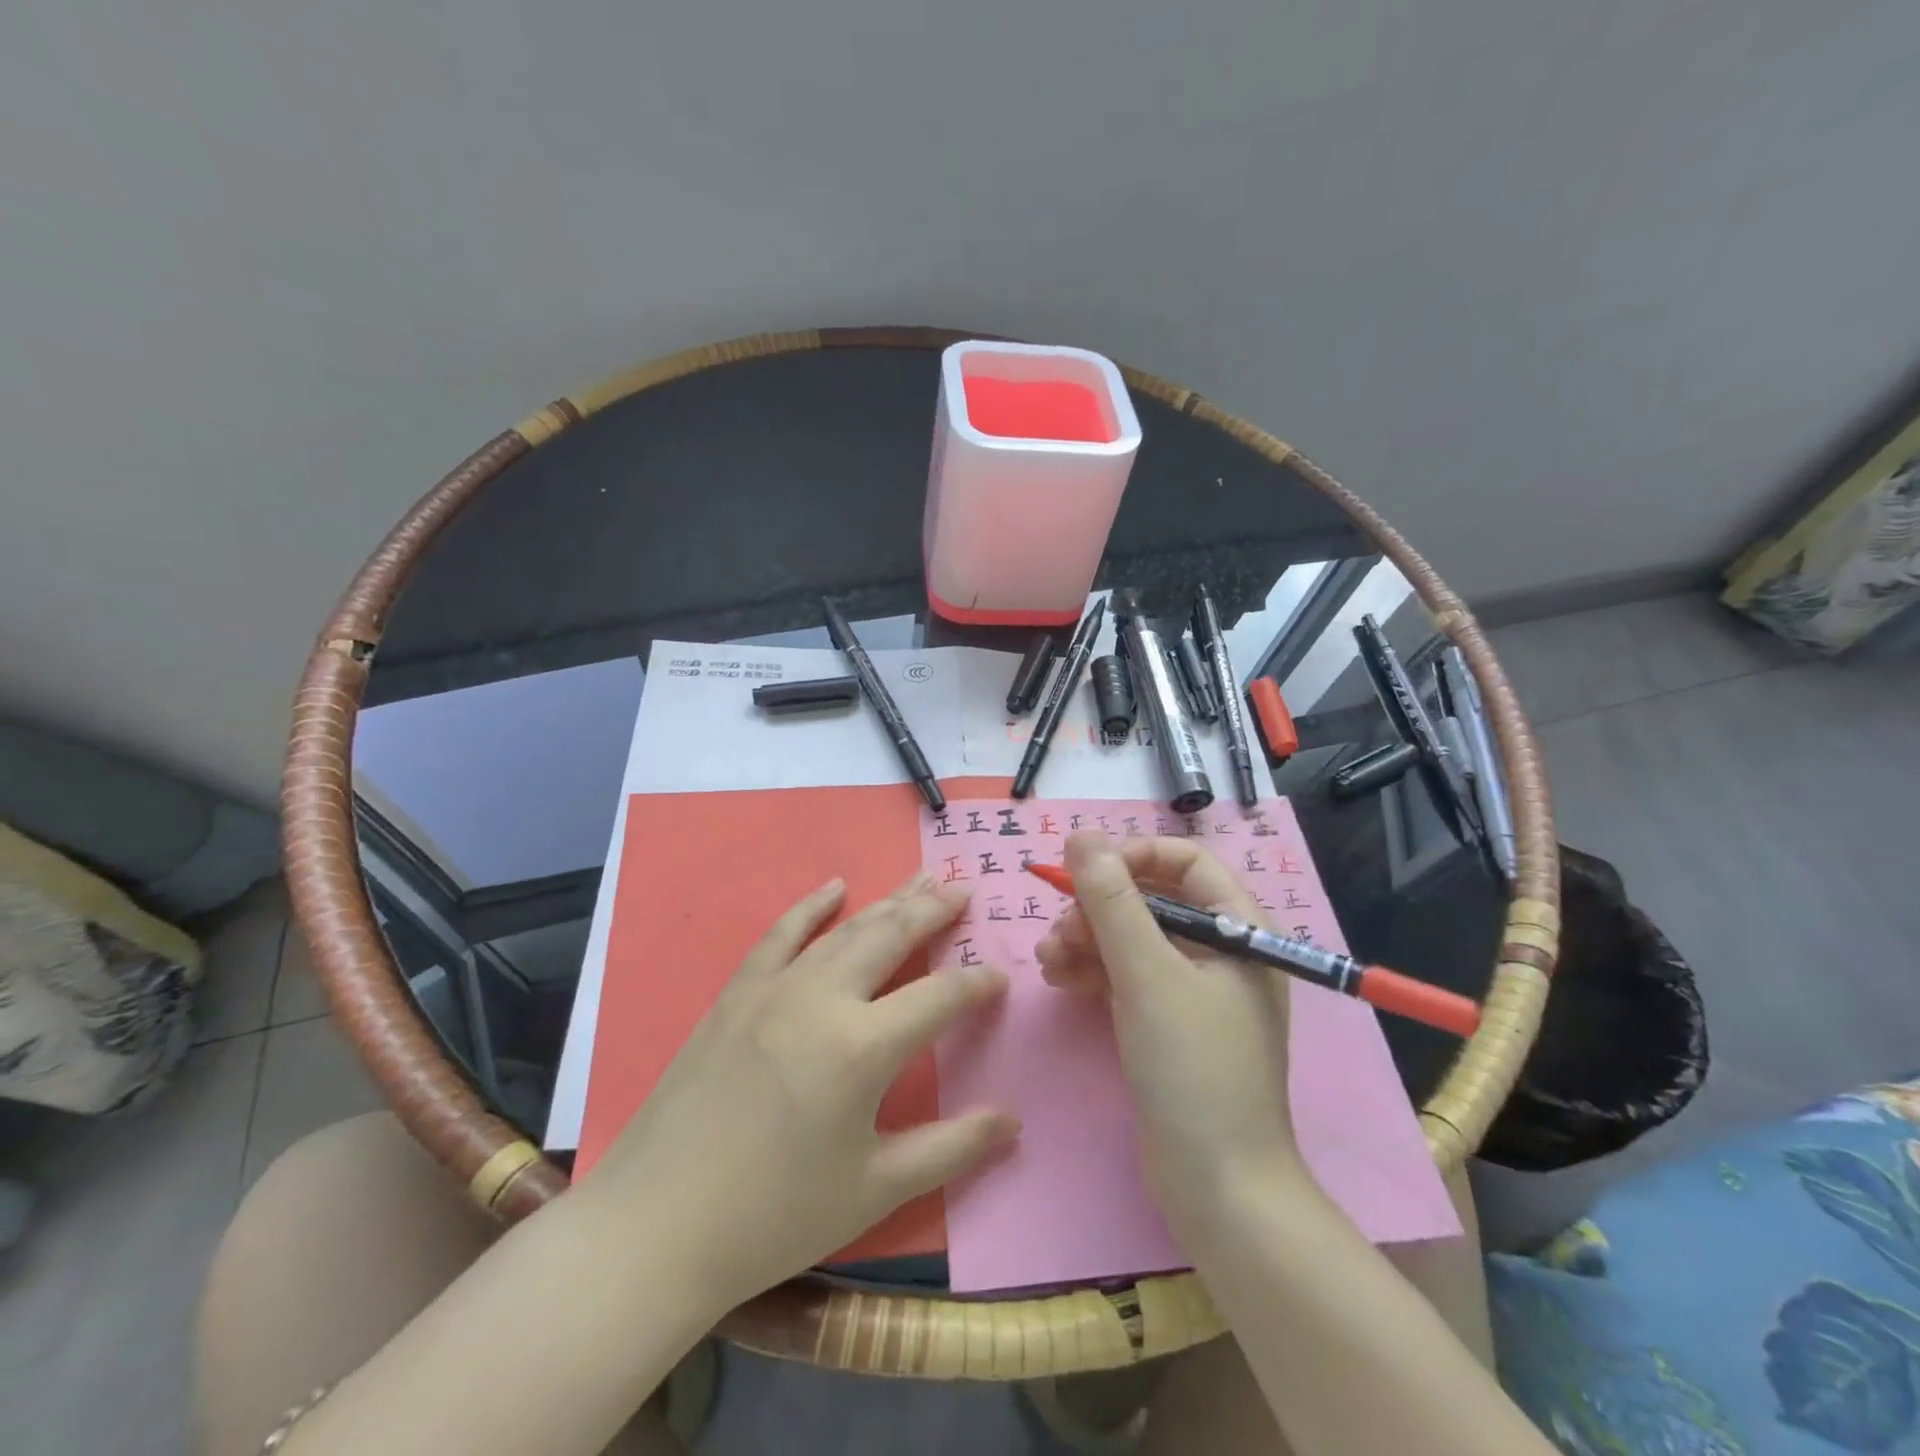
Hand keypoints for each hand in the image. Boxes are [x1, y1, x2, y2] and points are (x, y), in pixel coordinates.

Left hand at [583, 872, 1017, 1313]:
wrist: (654, 1227)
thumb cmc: (773, 1217)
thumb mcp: (873, 1190)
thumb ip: (950, 1148)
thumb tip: (1012, 1120)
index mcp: (862, 1047)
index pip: (938, 997)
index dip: (975, 984)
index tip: (1000, 976)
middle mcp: (822, 999)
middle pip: (892, 937)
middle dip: (934, 911)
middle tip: (965, 888)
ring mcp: (774, 989)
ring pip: (844, 929)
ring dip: (887, 901)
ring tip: (921, 879)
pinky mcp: (736, 994)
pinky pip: (780, 935)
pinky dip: (810, 906)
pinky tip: (834, 887)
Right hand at [1035, 831, 1301, 1238]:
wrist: (1217, 1187)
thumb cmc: (1192, 1068)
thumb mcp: (1147, 974)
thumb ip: (1111, 901)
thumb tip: (1082, 834)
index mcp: (1239, 930)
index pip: (1186, 862)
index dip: (1134, 856)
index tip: (1087, 872)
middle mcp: (1220, 952)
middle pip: (1151, 900)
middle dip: (1099, 908)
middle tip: (1059, 929)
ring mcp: (1194, 990)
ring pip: (1132, 939)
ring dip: (1087, 940)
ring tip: (1048, 959)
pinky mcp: (1169, 1023)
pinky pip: (1127, 976)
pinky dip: (1093, 972)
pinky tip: (1058, 979)